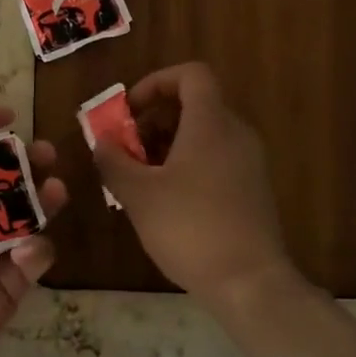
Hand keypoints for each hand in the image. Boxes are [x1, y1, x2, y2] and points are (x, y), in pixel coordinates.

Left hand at [0, 100, 67, 356]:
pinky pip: (38, 252)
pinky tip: (25, 253)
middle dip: (28, 162)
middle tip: (46, 153)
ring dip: (43, 197)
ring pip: (30, 212)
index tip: (9, 116)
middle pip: (7, 179)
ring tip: (54, 188)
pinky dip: (35, 248)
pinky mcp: (17, 278)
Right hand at [94, 63, 293, 309]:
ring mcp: (249, 163)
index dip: (156, 82)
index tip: (130, 111)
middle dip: (154, 121)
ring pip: (203, 135)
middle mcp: (235, 134)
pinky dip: (187, 166)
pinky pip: (216, 160)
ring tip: (139, 179)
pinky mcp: (252, 190)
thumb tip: (102, 142)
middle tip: (126, 150)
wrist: (250, 282)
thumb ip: (114, 161)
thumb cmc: (190, 228)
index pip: (191, 74)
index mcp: (211, 123)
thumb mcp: (138, 194)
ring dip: (167, 146)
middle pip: (194, 105)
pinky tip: (165, 202)